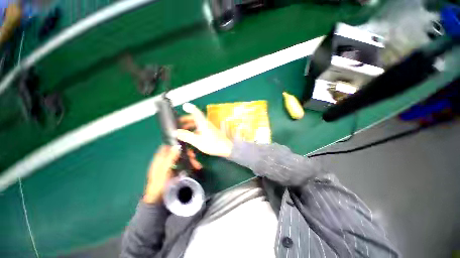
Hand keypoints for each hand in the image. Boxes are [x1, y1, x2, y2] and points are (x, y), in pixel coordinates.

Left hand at [143, 145, 201, 203]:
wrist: (158, 199)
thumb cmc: (159, 184)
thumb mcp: (164, 170)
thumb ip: (170, 157)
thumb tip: (178, 145)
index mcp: (160, 158)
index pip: (168, 146)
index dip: (176, 144)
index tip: (186, 146)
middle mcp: (165, 160)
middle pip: (177, 152)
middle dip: (187, 153)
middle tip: (194, 157)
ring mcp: (171, 166)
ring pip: (182, 158)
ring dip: (190, 159)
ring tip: (197, 165)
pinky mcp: (176, 171)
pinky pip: (184, 164)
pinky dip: (189, 164)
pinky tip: (195, 167)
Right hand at [176, 103, 232, 157]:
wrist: (226, 148)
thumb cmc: (213, 144)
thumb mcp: (198, 141)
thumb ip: (187, 136)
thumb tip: (176, 132)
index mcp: (203, 123)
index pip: (196, 112)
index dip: (190, 108)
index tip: (184, 106)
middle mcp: (206, 123)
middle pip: (196, 118)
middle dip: (187, 119)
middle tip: (179, 122)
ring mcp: (209, 128)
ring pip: (198, 123)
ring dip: (191, 125)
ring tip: (184, 130)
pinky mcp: (211, 132)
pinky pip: (201, 128)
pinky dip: (195, 130)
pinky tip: (193, 136)